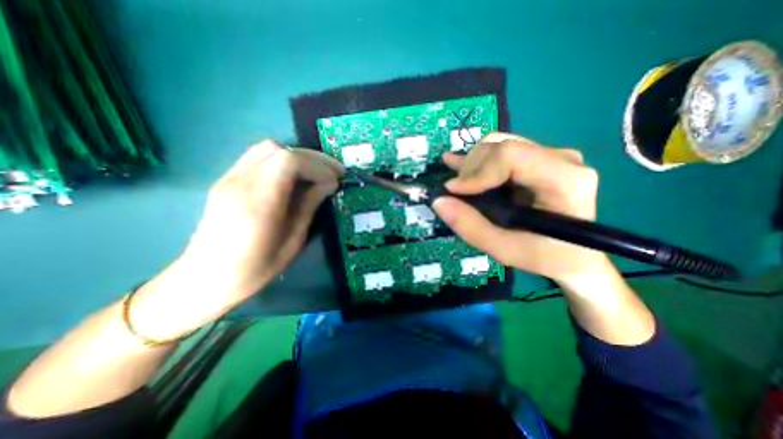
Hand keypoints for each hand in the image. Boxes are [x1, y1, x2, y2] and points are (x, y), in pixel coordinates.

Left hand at [184, 140, 345, 304]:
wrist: (206, 277)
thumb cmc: (255, 267)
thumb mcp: (293, 240)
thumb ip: (309, 205)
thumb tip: (329, 183)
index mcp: (258, 202)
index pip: (289, 161)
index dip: (317, 166)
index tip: (335, 180)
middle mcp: (240, 182)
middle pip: (279, 149)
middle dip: (312, 158)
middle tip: (334, 172)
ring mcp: (230, 178)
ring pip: (267, 148)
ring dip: (297, 156)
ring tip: (316, 172)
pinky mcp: (228, 180)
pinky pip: (259, 158)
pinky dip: (283, 161)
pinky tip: (294, 177)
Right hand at [431, 132, 607, 286]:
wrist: (574, 255)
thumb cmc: (545, 256)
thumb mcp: (504, 249)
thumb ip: (471, 226)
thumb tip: (439, 201)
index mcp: (565, 180)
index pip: (510, 156)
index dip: (476, 171)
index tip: (454, 191)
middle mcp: (561, 159)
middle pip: (500, 146)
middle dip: (471, 170)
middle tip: (458, 195)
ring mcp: (550, 156)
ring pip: (497, 145)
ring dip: (472, 165)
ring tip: (459, 185)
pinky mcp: (538, 159)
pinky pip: (502, 150)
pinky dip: (478, 160)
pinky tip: (456, 163)